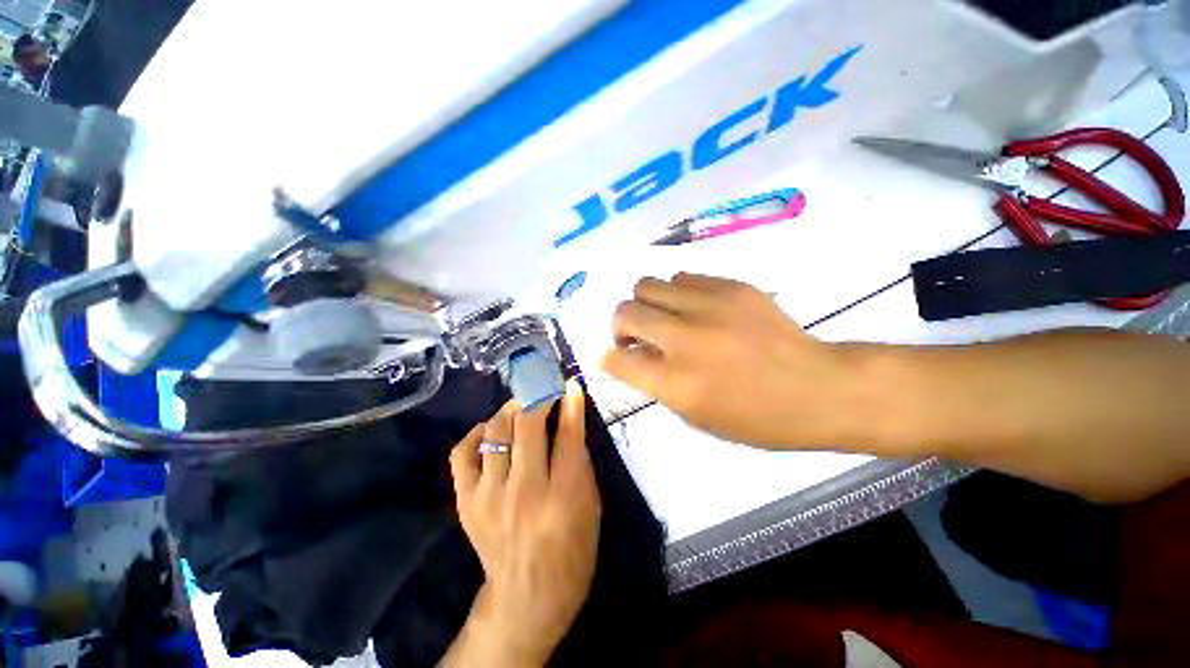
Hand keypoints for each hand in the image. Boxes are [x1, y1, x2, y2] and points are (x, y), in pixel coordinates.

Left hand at [443, 382, 600, 666]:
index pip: (568, 435)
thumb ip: (582, 461)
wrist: (527, 597)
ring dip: (510, 409)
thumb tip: (571, 419)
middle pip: (528, 425)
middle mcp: (525, 491)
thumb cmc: (572, 551)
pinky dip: (477, 433)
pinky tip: (491, 428)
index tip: (569, 384)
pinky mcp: (467, 502)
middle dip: (538, 396)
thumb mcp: (592, 507)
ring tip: (521, 405)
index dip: (570, 403)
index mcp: (564, 496)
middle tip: (543, 387)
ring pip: (496, 432)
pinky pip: (463, 453)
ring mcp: (490, 496)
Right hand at [601, 273, 855, 448]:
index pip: (617, 360)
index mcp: (676, 383)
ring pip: (647, 285)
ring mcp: (709, 307)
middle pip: (625, 312)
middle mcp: (685, 340)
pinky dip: (678, 294)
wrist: (819, 388)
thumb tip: (634, 355)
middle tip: (637, 334)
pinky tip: (697, 309)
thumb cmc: (757, 418)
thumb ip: (657, 384)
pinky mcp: (732, 286)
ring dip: (648, 304)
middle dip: (621, 324)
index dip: (609, 358)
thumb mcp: (697, 416)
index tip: (616, 356)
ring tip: (668, 318)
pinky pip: (683, 277)